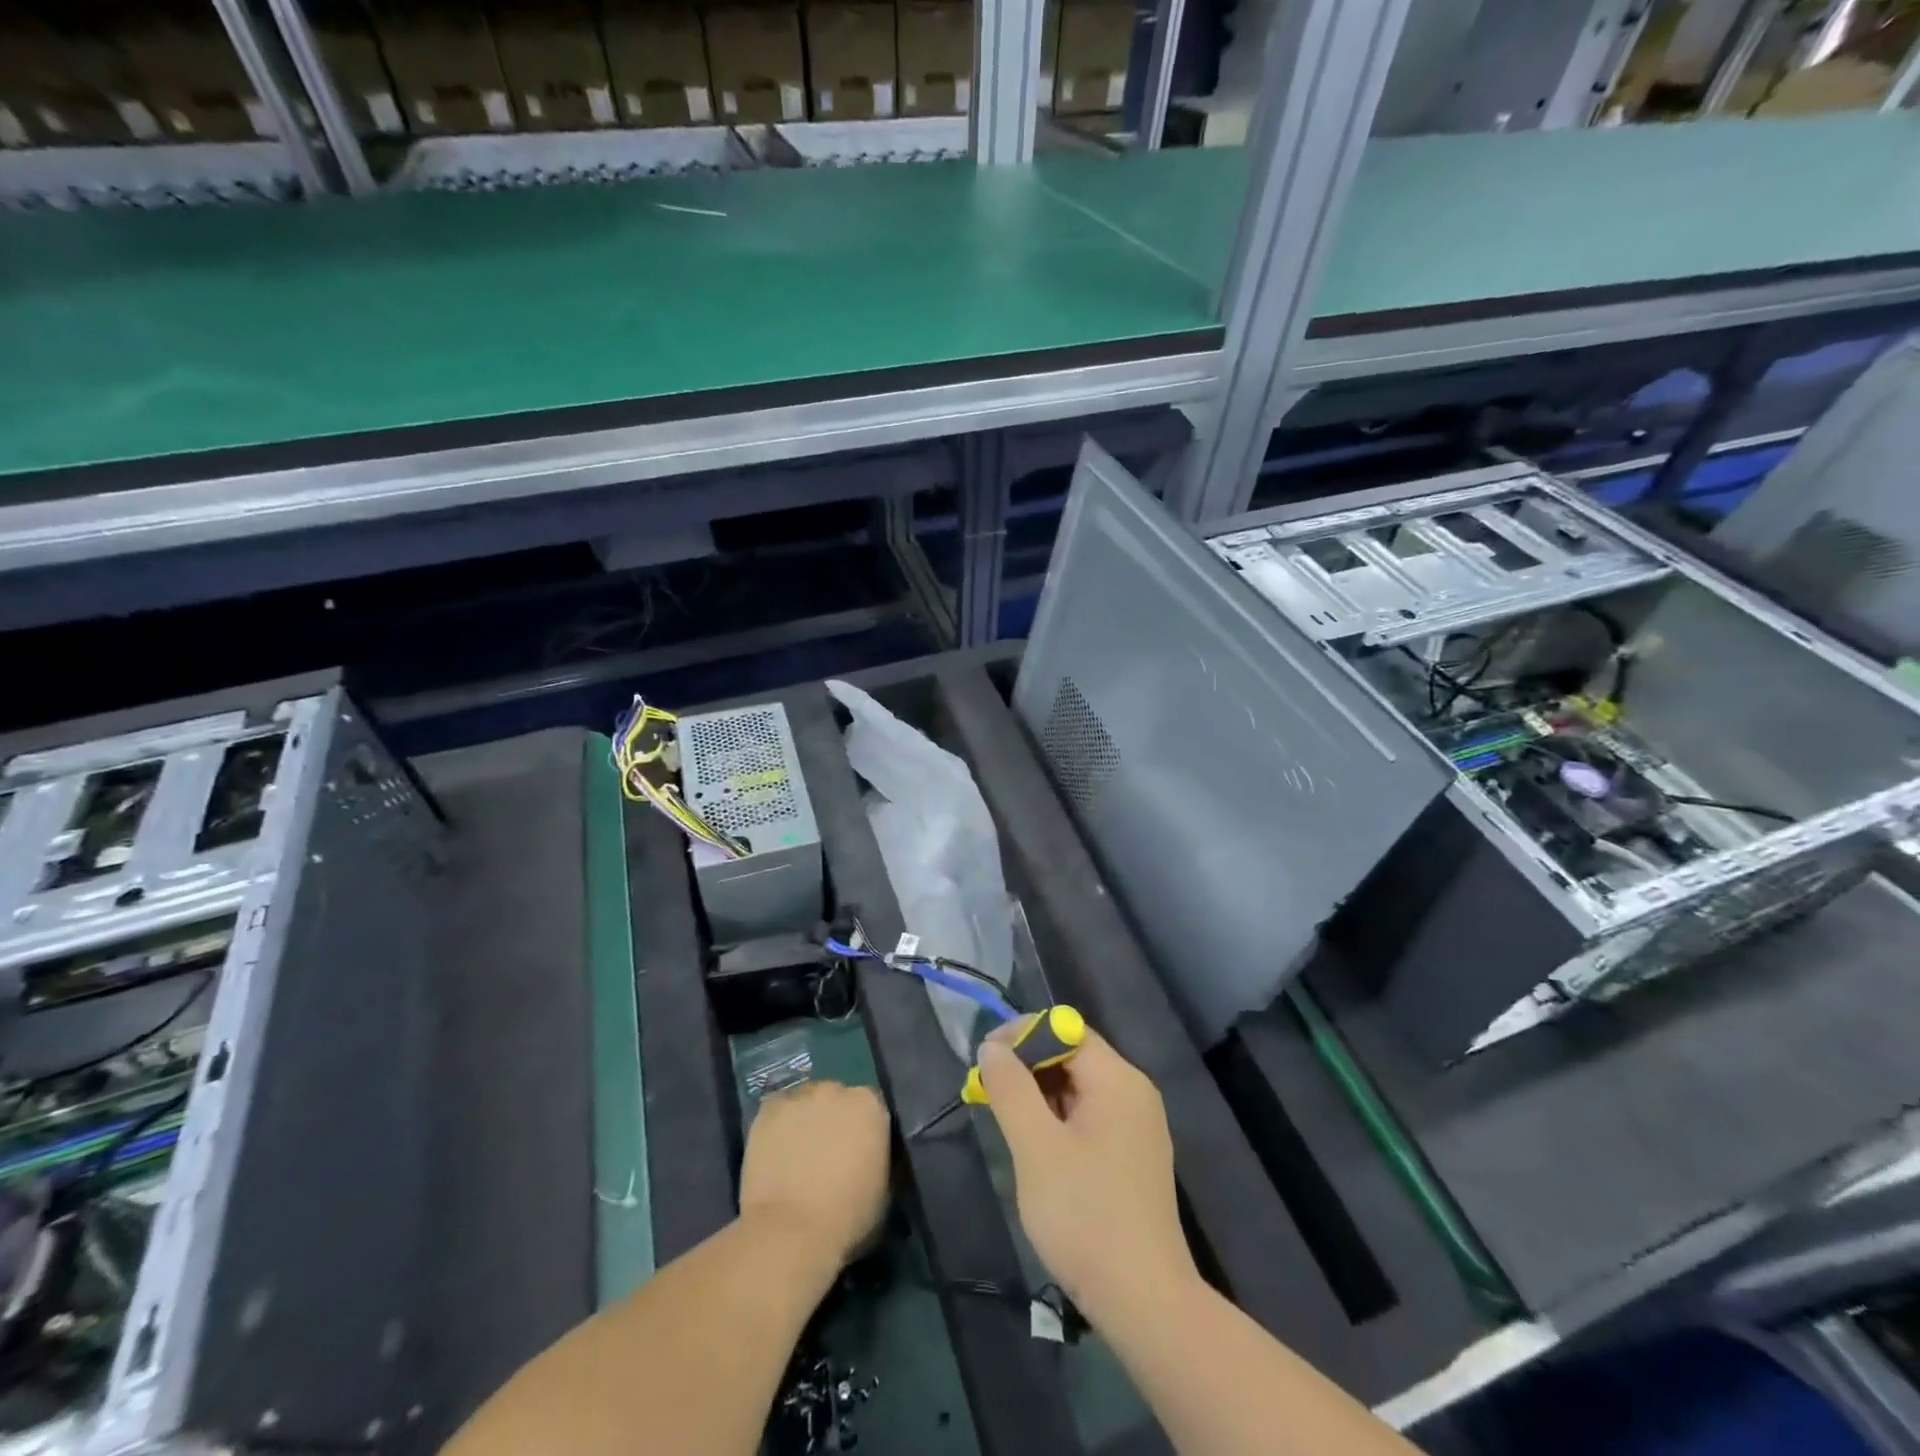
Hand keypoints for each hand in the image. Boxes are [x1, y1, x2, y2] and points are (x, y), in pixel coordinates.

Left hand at [739, 1081, 889, 1267]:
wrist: (791, 1232)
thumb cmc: (847, 1218)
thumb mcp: (883, 1189)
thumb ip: (877, 1157)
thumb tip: (868, 1155)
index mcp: (870, 1105)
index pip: (870, 1106)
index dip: (862, 1129)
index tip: (856, 1151)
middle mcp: (836, 1090)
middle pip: (836, 1098)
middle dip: (833, 1119)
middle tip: (825, 1153)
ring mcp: (799, 1098)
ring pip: (805, 1102)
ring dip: (805, 1120)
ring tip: (796, 1154)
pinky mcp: (768, 1110)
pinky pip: (777, 1112)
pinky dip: (778, 1127)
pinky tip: (776, 1153)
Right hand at [978, 1029, 1198, 1325]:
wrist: (1145, 1302)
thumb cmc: (1085, 1216)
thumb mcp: (1035, 1147)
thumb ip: (1011, 1089)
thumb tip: (992, 1047)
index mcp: (1118, 1079)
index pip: (1067, 1028)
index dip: (1023, 1035)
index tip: (985, 1058)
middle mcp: (1134, 1092)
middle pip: (1074, 1055)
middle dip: (1028, 1065)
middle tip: (988, 1091)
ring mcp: (1138, 1126)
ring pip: (1080, 1088)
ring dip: (1040, 1093)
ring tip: (1006, 1119)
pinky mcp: (1134, 1156)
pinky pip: (1091, 1116)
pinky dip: (1059, 1118)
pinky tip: (1036, 1146)